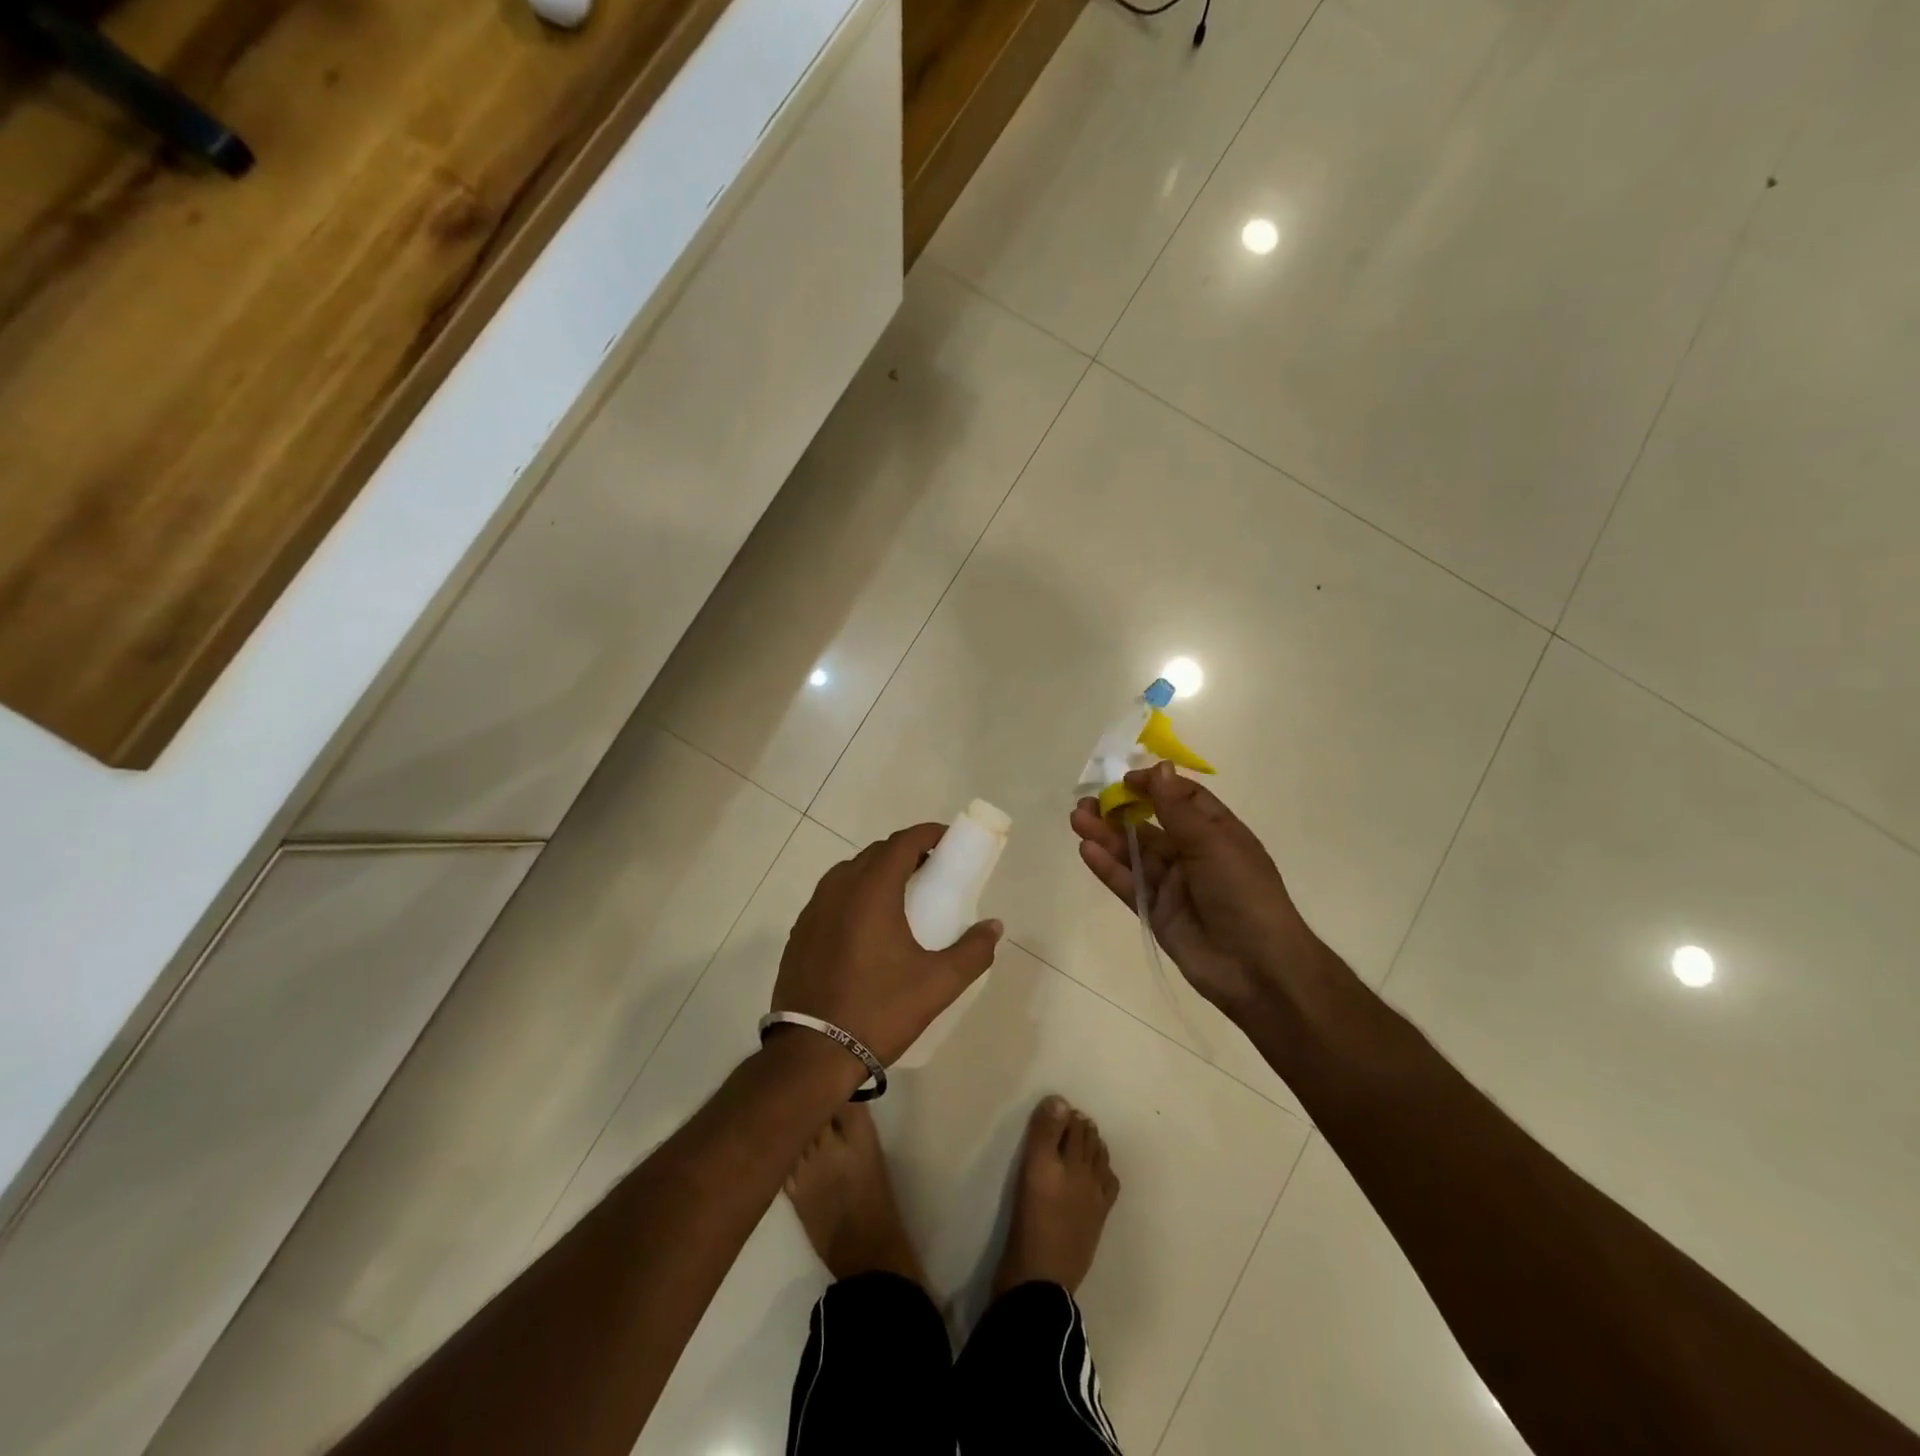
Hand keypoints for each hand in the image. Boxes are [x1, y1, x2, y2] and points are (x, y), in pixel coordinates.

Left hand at [772, 823, 1003, 1065]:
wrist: (812, 1054)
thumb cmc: (879, 1010)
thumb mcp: (938, 984)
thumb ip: (973, 951)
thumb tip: (994, 926)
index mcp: (871, 891)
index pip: (902, 843)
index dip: (928, 834)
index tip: (949, 840)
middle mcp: (838, 889)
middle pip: (875, 853)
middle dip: (906, 852)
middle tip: (932, 870)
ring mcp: (813, 911)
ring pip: (849, 873)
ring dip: (877, 872)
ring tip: (901, 896)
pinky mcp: (799, 934)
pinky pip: (831, 897)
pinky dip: (854, 895)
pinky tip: (867, 926)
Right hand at [1070, 763, 1321, 1019]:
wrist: (1257, 967)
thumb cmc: (1243, 893)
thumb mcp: (1212, 842)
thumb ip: (1177, 809)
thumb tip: (1160, 767)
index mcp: (1216, 832)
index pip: (1182, 798)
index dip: (1154, 786)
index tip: (1124, 780)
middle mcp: (1193, 854)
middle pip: (1149, 825)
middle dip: (1120, 811)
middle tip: (1088, 802)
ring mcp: (1172, 884)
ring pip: (1133, 853)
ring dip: (1106, 835)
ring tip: (1077, 819)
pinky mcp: (1155, 910)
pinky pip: (1128, 883)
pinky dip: (1108, 867)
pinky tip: (1086, 849)